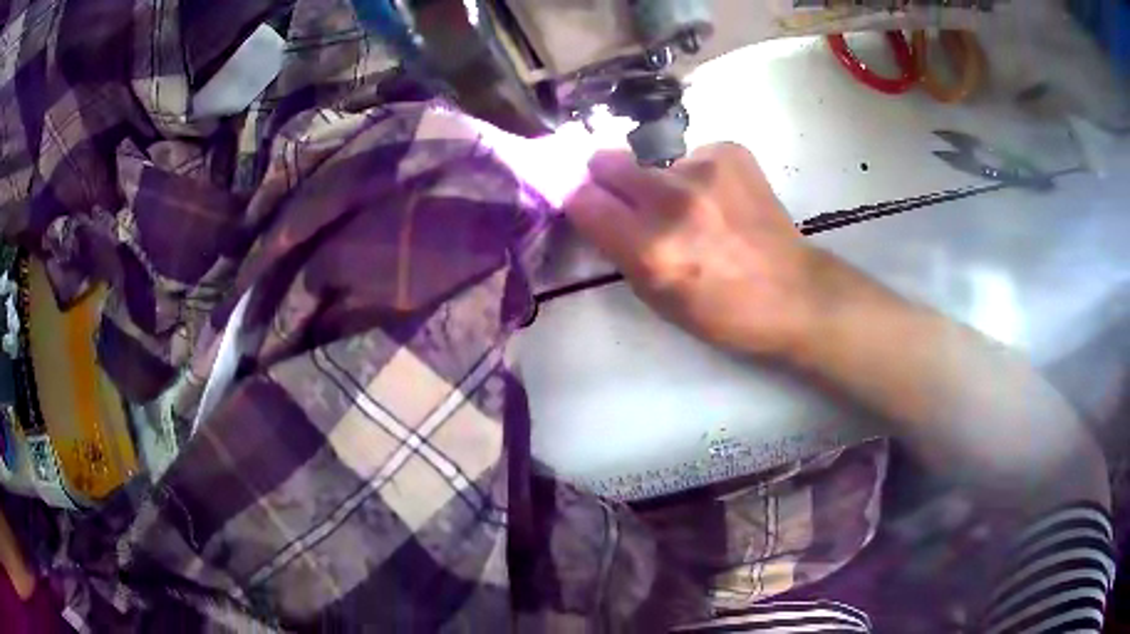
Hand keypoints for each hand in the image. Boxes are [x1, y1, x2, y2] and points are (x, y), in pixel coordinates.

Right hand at [564, 143, 813, 358]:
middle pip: (605, 160)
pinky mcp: (731, 151)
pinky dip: (697, 174)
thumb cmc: (723, 311)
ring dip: (659, 180)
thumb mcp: (657, 298)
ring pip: (651, 159)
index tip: (593, 210)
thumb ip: (619, 250)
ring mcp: (705, 168)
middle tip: (632, 199)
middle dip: (609, 180)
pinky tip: (722, 199)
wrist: (794, 291)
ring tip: (694, 207)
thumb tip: (595, 210)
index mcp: (650, 248)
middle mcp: (673, 200)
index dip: (582, 203)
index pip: (581, 199)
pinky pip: (690, 154)